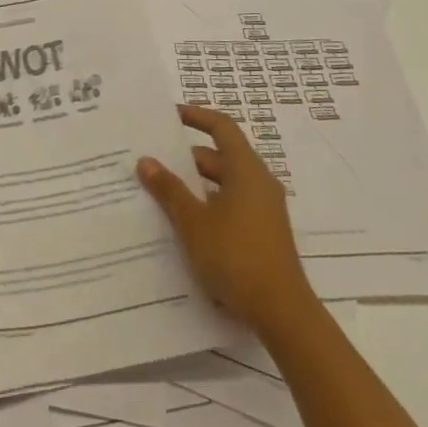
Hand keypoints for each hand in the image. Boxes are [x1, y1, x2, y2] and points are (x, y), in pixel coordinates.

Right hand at [137, 104, 313, 329]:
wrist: (281, 311)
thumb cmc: (235, 255)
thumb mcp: (193, 221)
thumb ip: (168, 189)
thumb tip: (146, 160)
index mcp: (246, 170)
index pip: (221, 127)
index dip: (196, 116)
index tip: (168, 115)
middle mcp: (258, 183)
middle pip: (220, 156)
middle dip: (185, 156)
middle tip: (151, 158)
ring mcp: (263, 209)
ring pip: (223, 183)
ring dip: (194, 183)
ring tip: (158, 189)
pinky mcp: (261, 232)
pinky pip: (229, 205)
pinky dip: (206, 204)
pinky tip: (181, 221)